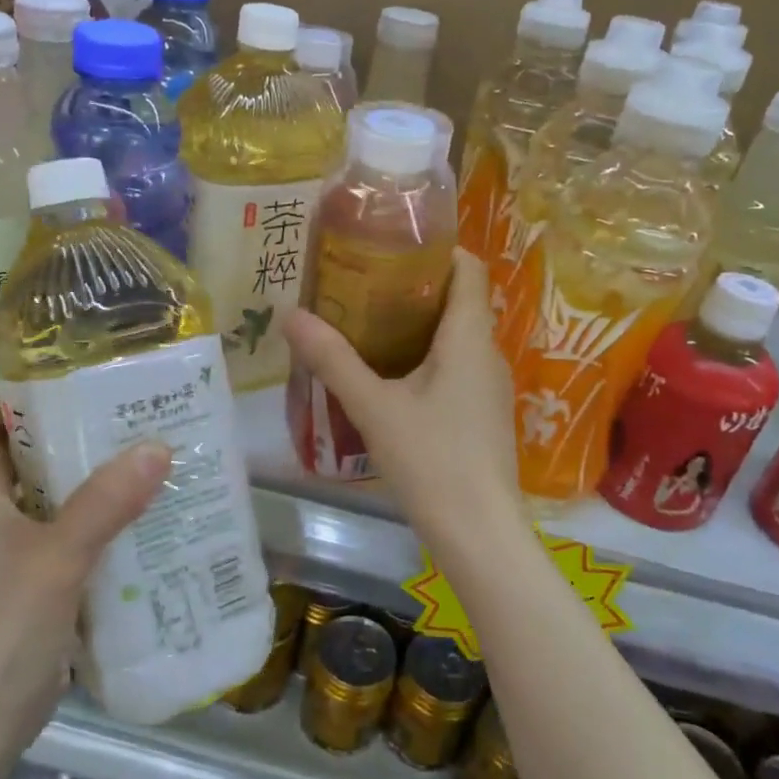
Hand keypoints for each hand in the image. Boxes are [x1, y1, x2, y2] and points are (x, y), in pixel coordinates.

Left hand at [0, 398, 170, 751]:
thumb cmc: (2, 632)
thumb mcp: (57, 558)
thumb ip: (106, 503)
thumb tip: (157, 446)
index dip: (11, 398)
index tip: (69, 390)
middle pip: (22, 455)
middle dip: (71, 435)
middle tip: (128, 421)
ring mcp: (11, 552)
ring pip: (51, 497)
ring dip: (93, 481)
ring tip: (147, 463)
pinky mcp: (34, 584)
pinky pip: (68, 536)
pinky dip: (100, 523)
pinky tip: (143, 522)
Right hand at [284, 249, 523, 557]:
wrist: (479, 534)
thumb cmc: (431, 460)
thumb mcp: (374, 407)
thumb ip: (333, 360)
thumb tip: (290, 315)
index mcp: (468, 338)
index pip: (468, 269)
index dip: (437, 248)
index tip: (391, 244)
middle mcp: (487, 354)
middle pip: (458, 301)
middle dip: (413, 288)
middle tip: (361, 284)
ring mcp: (488, 388)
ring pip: (454, 339)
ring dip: (416, 327)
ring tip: (365, 326)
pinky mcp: (482, 416)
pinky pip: (454, 370)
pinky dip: (424, 361)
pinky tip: (388, 379)